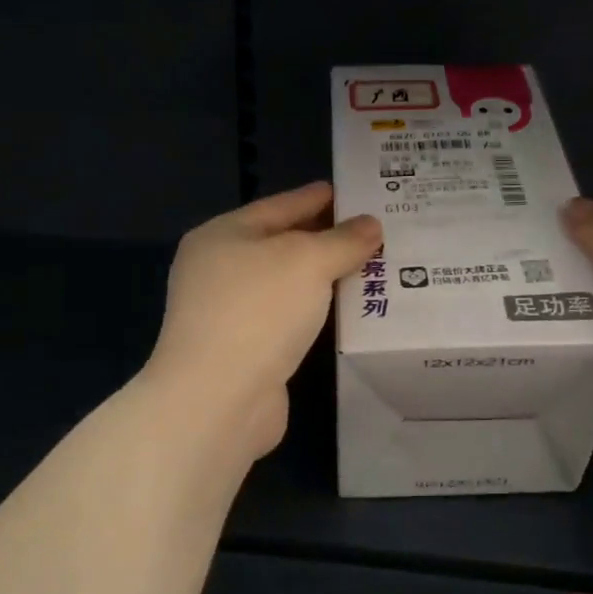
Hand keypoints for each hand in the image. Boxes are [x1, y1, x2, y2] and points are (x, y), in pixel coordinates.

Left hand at [145, 182, 381, 460]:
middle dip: (326, 239)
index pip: (279, 205)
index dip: (317, 198)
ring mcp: (228, 312)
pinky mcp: (244, 350)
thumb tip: (371, 225)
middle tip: (373, 232)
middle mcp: (219, 269)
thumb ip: (343, 240)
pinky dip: (316, 311)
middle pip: (281, 244)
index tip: (355, 195)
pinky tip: (346, 311)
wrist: (218, 398)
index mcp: (223, 234)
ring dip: (323, 277)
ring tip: (369, 267)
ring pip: (287, 284)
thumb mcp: (308, 261)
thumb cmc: (258, 310)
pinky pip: (289, 317)